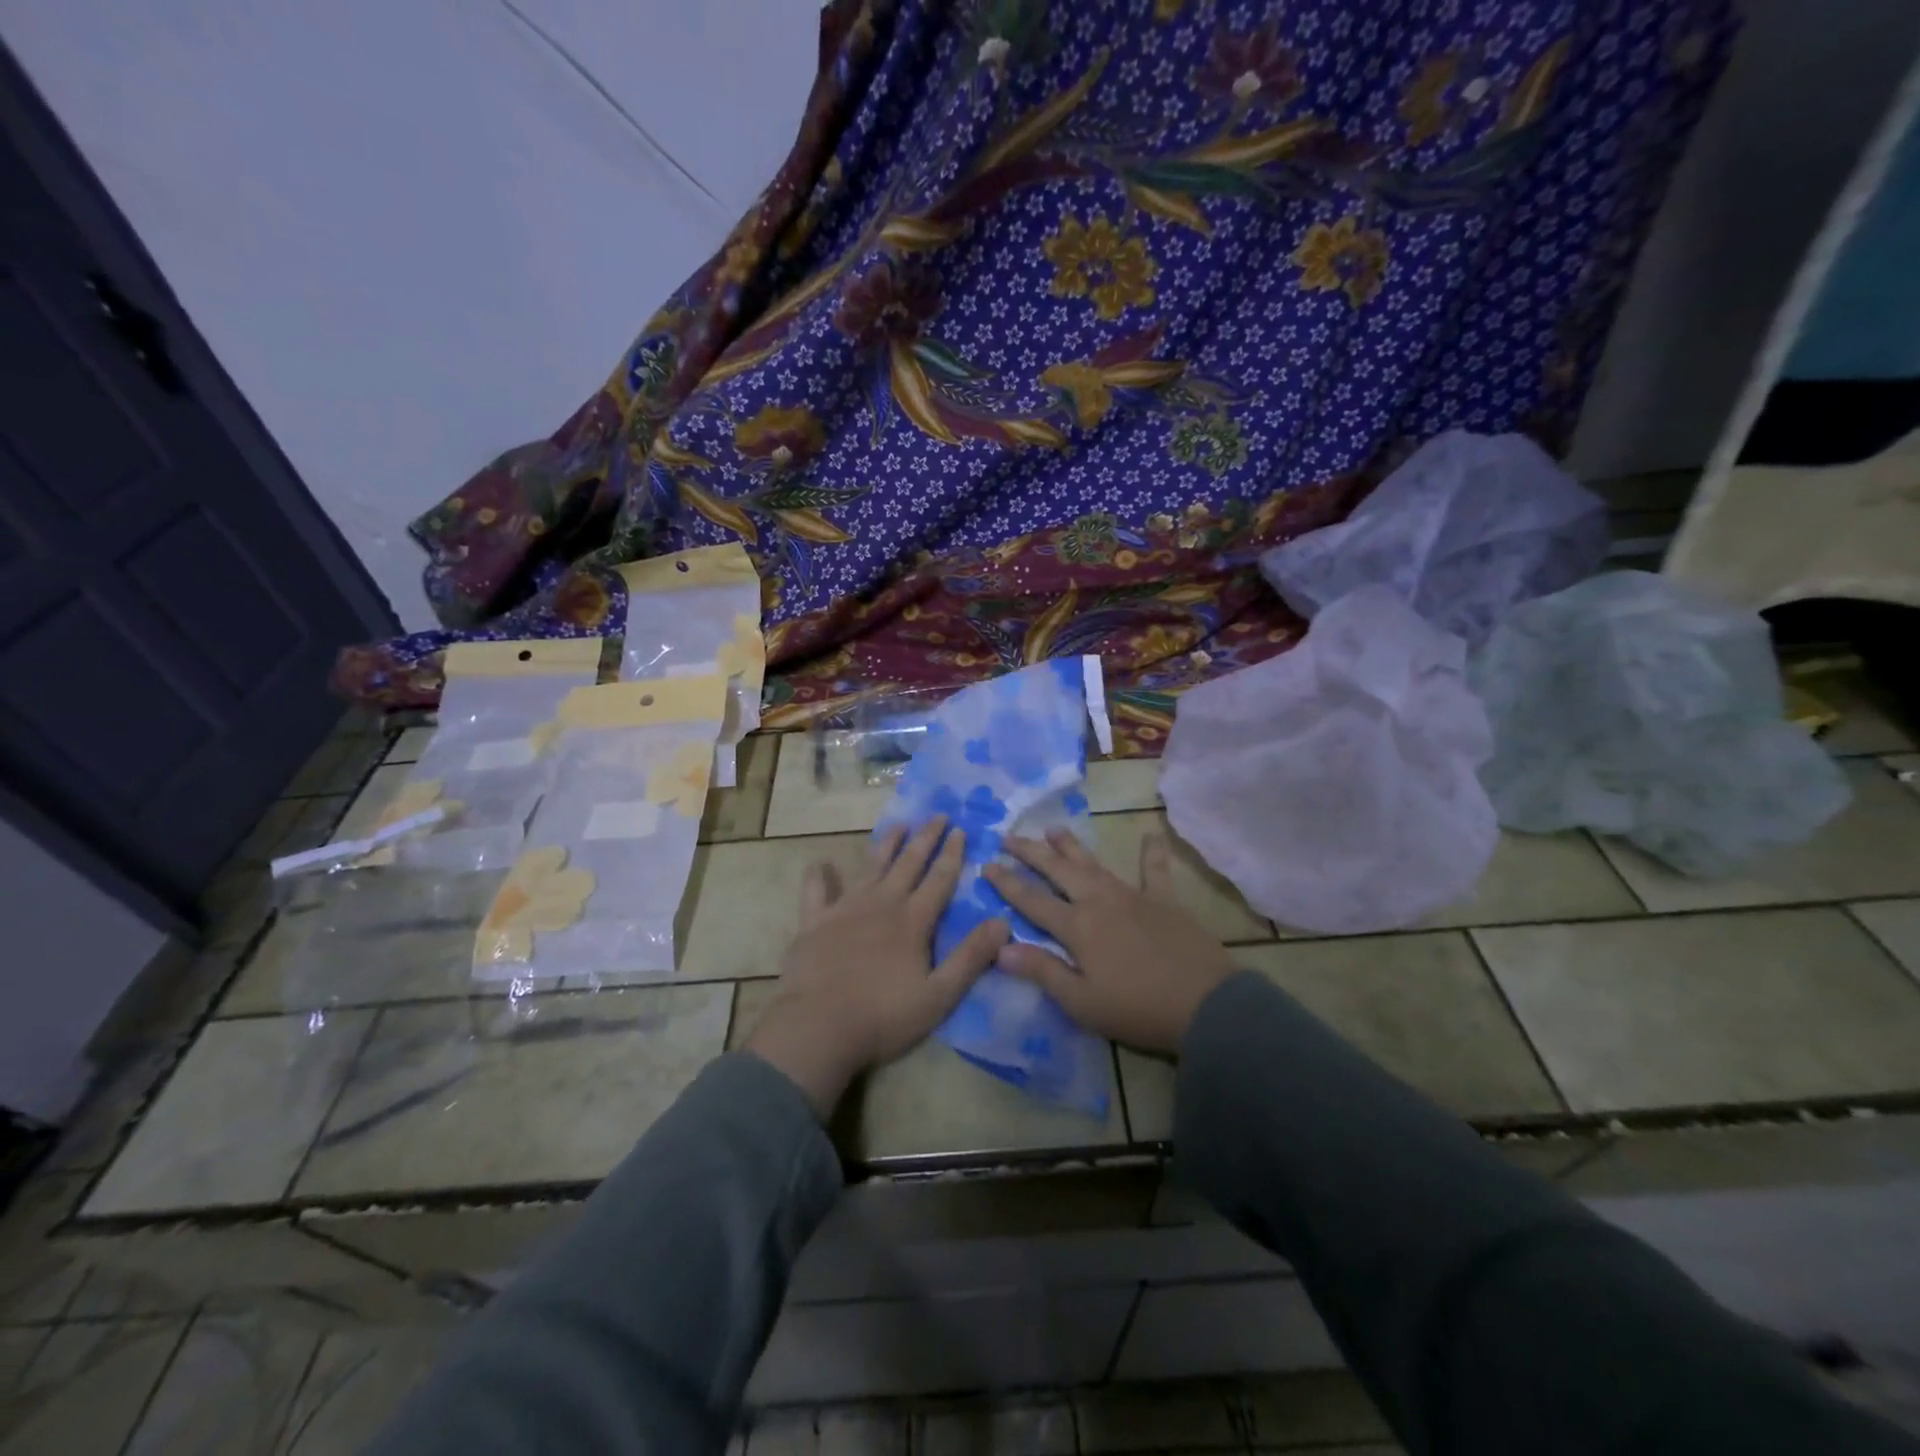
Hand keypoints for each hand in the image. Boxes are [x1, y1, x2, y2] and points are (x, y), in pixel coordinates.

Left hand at [745, 816, 1009, 1117]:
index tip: (961, 830)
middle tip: (937, 815)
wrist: (818, 1027)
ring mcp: (845, 909)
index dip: (952, 854)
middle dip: (925, 838)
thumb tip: (1003, 922)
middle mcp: (881, 904)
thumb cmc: (883, 1016)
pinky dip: (819, 876)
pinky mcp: (814, 922)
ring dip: (886, 845)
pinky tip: (820, 863)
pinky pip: (815, 891)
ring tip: (898, 825)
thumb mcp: (939, 995)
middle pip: (908, 864)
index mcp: (913, 921)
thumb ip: (971, 957)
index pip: (939, 880)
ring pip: (870, 868)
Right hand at [982, 828, 1234, 1055]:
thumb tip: (1000, 948)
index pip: (1032, 900)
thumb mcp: (1081, 1001)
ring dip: (1071, 846)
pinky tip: (1150, 834)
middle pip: (1059, 871)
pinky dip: (1151, 853)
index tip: (986, 864)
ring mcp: (1133, 896)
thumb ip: (1041, 970)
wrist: (1204, 1005)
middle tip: (1009, 836)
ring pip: (1094, 864)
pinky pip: (1155, 871)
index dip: (1007, 883)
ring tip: (1053, 829)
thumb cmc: (1136, 1009)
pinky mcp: (1164, 901)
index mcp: (1077, 926)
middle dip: (1031, 852)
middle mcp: (1099, 901)